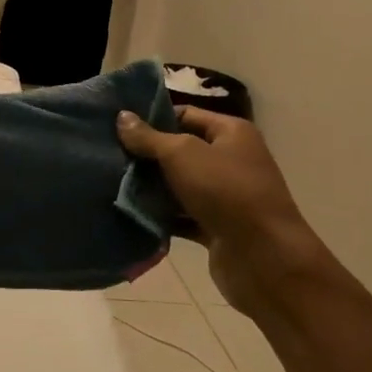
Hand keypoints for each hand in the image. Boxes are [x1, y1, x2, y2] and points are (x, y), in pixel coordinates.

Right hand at [117, 107, 330, 320]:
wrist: (263, 256)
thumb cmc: (226, 191)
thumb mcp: (182, 154)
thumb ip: (149, 137)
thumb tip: (122, 116)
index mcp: (231, 133)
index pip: (185, 115)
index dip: (153, 119)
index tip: (117, 127)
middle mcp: (231, 160)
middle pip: (180, 151)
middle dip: (146, 156)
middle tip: (108, 157)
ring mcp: (225, 196)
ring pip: (179, 186)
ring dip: (151, 188)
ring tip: (111, 185)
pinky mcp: (216, 227)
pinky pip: (182, 216)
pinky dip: (161, 217)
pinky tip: (130, 215)